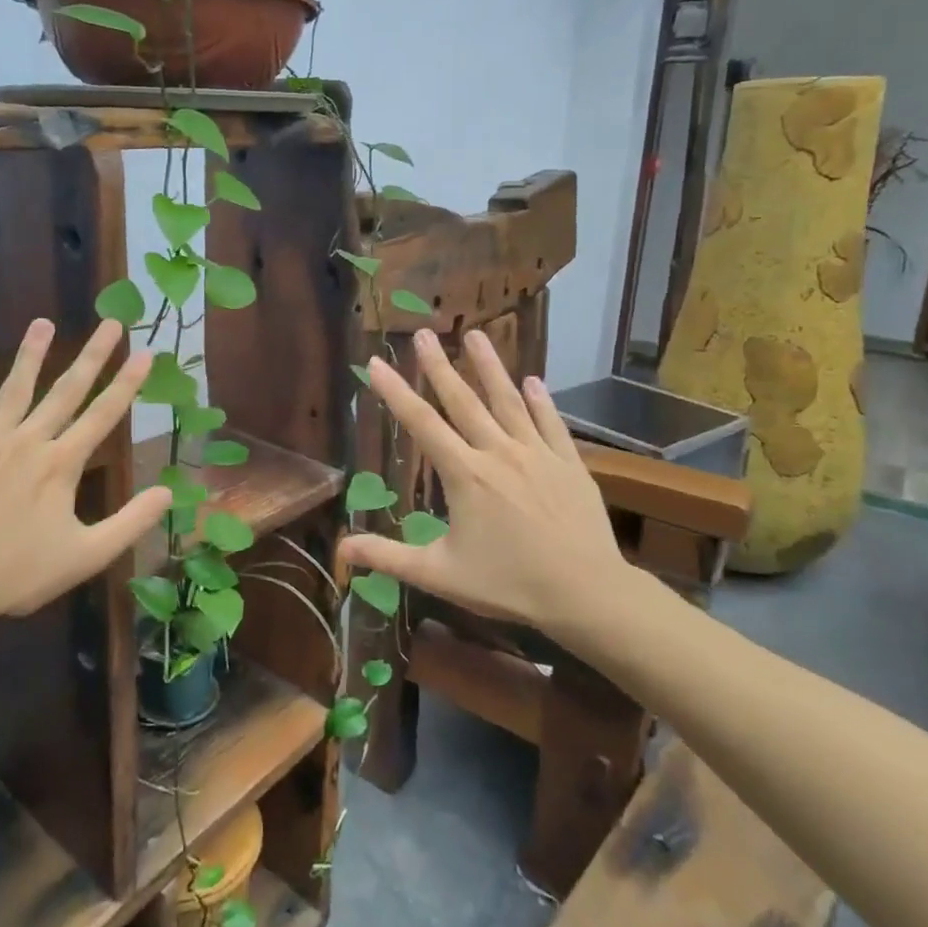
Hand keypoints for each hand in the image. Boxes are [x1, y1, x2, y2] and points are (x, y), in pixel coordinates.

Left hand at [0, 317, 170, 629]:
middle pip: (66, 390)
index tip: (146, 353)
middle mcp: (29, 441)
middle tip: (111, 323)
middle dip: (93, 355)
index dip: (128, 383)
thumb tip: (167, 493)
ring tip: (42, 322)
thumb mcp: (87, 555)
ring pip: (15, 389)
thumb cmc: (19, 572)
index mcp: (62, 464)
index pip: (104, 414)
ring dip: (31, 354)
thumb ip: (131, 522)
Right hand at [340, 328, 636, 633]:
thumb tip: (340, 550)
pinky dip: (541, 400)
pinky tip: (534, 381)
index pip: (421, 424)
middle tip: (423, 333)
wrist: (586, 593)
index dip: (395, 392)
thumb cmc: (509, 584)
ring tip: (475, 335)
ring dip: (489, 367)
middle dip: (438, 366)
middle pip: (463, 401)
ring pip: (508, 401)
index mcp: (465, 475)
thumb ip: (389, 557)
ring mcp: (537, 454)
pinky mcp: (569, 463)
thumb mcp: (440, 575)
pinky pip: (551, 423)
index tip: (376, 363)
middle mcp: (498, 453)